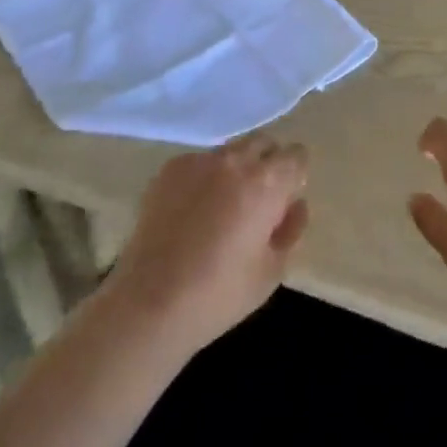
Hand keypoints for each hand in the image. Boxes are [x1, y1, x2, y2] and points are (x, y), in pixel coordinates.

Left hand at [101, 133, 308, 358]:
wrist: (149, 303)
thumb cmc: (219, 294)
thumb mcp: (272, 272)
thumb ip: (291, 229)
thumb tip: (295, 205)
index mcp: (267, 182)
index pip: (297, 155)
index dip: (294, 176)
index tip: (284, 201)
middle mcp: (235, 160)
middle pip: (263, 143)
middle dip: (267, 164)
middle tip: (257, 202)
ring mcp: (199, 161)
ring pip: (230, 152)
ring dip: (235, 170)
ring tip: (220, 208)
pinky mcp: (170, 169)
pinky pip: (199, 164)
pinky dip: (204, 179)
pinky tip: (190, 213)